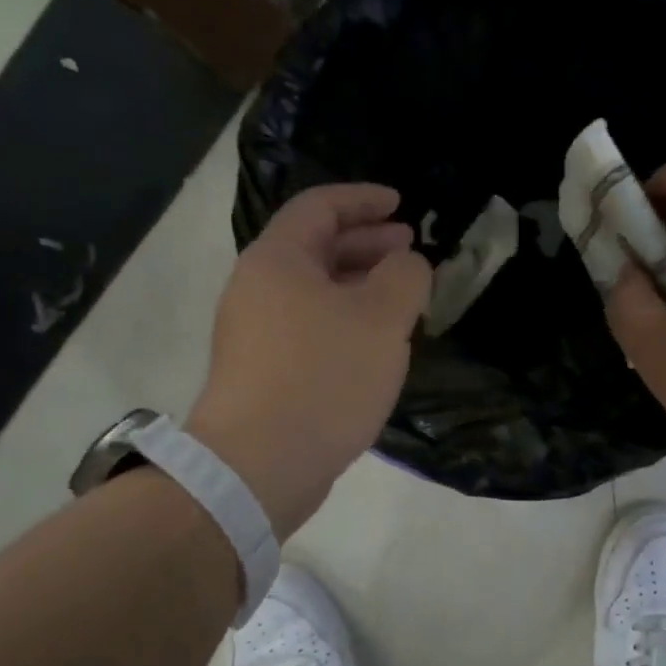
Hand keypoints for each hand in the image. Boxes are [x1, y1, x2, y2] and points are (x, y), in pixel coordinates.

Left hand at [187, 185, 428, 536]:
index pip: (320, 207)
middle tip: (410, 249)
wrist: (259, 465)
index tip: (402, 205)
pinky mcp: (263, 372)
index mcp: (278, 260)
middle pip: (314, 248)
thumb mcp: (381, 318)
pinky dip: (344, 321)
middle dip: (366, 244)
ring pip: (314, 292)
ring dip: (359, 286)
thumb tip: (406, 264)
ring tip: (400, 298)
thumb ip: (405, 277)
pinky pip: (309, 328)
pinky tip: (373, 344)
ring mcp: (255, 334)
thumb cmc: (323, 377)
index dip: (364, 200)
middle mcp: (257, 288)